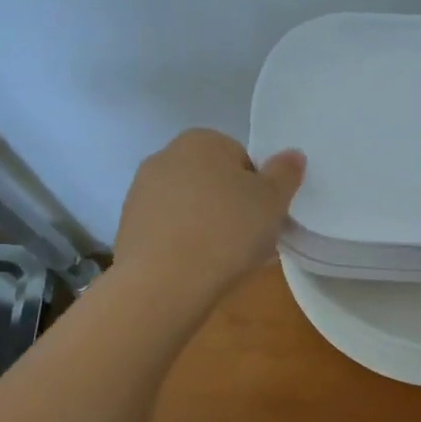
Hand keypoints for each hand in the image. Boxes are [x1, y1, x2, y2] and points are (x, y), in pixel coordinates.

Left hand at [115, 129, 304, 302]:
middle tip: (249, 240)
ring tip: (224, 260)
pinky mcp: (128, 226)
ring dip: (207, 226)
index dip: (259, 190)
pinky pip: (169, 230)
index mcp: (201, 140)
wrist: (165, 281)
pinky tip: (197, 268)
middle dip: (231, 206)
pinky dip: (184, 244)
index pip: (242, 159)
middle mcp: (165, 156)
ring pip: (190, 207)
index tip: (265, 218)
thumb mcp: (272, 201)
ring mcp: (141, 192)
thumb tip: (292, 155)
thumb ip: (285, 173)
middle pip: (213, 182)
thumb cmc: (227, 231)